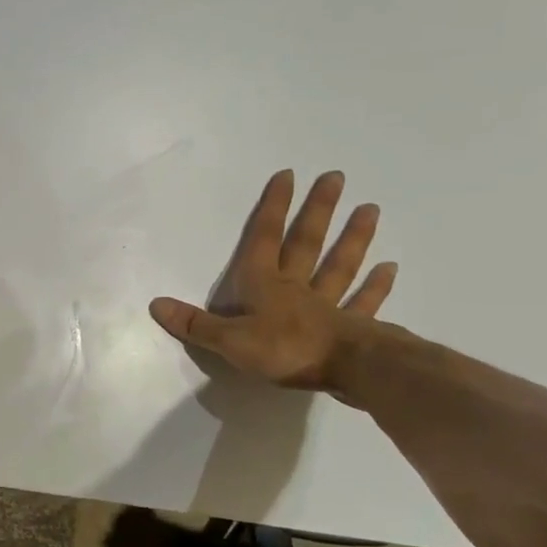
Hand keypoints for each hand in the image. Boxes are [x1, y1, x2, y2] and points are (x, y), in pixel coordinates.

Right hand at [149, 169, 395, 393]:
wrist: (346, 371)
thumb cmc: (284, 351)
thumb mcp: (229, 341)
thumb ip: (195, 324)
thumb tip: (155, 304)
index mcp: (263, 285)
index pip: (265, 239)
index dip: (273, 207)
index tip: (287, 175)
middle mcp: (296, 287)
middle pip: (307, 242)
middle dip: (318, 210)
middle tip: (336, 177)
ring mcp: (328, 305)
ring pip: (340, 265)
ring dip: (354, 238)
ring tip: (371, 208)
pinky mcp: (353, 328)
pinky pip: (364, 302)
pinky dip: (376, 286)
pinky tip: (390, 267)